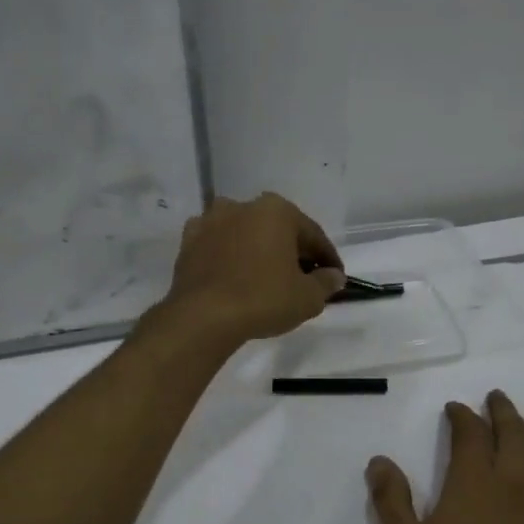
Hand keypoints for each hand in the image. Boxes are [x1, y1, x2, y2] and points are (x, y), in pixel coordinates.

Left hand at [160, 193, 345, 345]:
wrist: (203, 316)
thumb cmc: (263, 299)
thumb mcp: (307, 297)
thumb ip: (326, 283)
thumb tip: (334, 276)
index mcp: (276, 210)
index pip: (312, 234)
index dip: (327, 258)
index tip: (335, 277)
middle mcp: (242, 206)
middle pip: (277, 230)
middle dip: (291, 251)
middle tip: (303, 278)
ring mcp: (210, 221)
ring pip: (244, 235)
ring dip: (258, 251)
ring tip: (266, 278)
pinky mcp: (188, 242)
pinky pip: (218, 247)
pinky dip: (229, 258)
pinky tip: (235, 277)